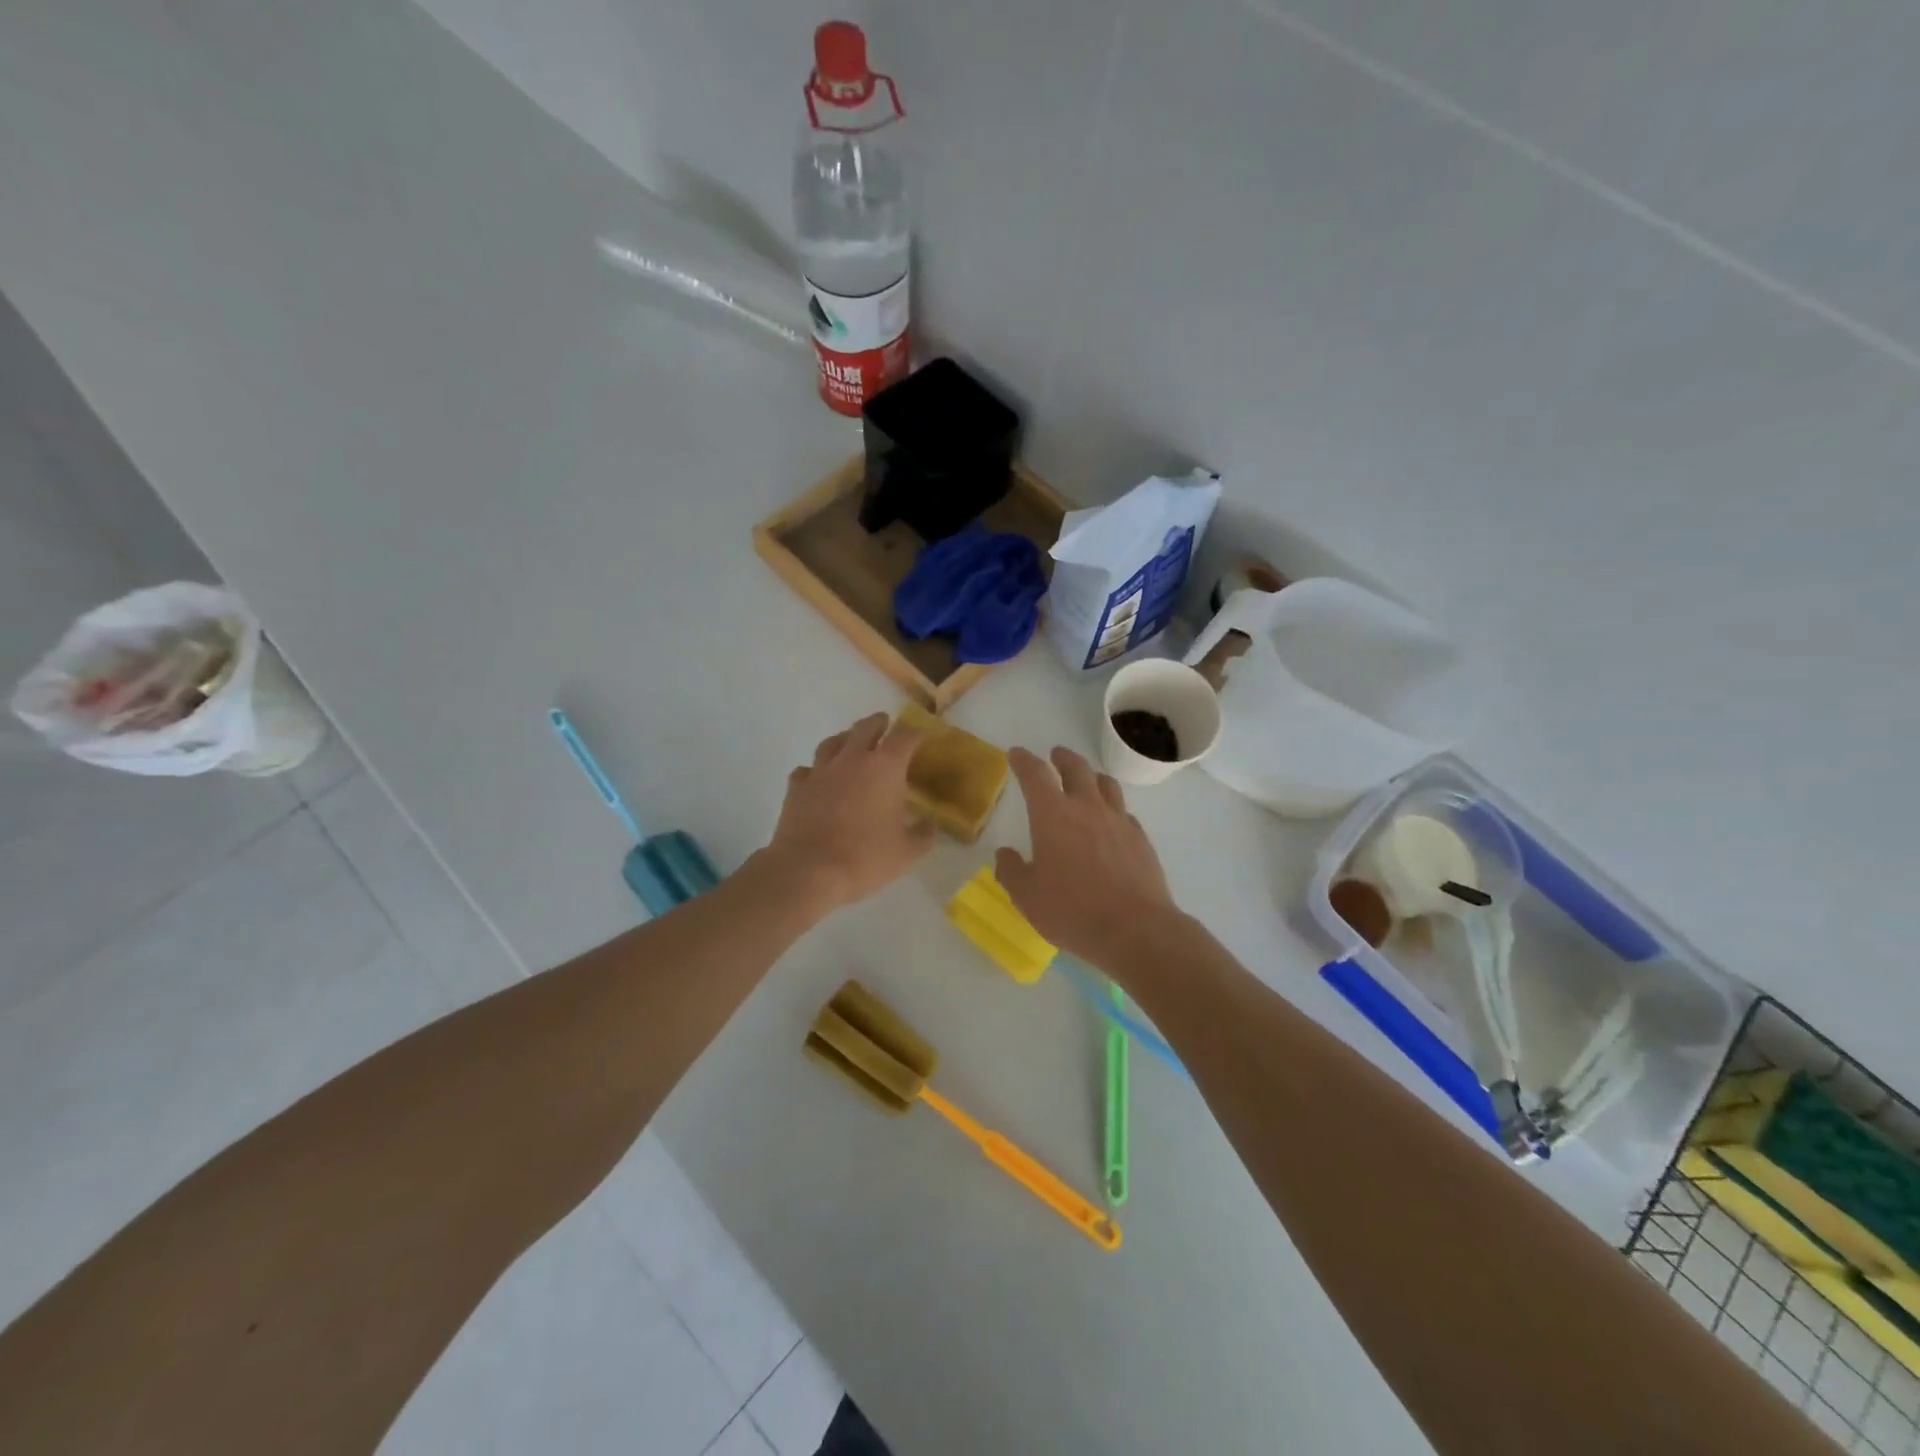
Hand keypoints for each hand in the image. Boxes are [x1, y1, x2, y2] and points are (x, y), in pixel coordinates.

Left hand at [763, 712, 935, 913]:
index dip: (915, 733)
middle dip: (878, 723)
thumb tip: (930, 824)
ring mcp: (821, 771)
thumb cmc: (865, 857)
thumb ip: (923, 834)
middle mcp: (852, 759)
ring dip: (845, 738)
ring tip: (850, 743)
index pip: (904, 736)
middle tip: (885, 724)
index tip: (921, 735)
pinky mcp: (797, 788)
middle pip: (865, 728)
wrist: (808, 870)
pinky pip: (807, 769)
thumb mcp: (907, 852)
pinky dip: (816, 770)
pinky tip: (819, 778)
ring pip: (833, 742)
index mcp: (885, 767)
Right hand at [995, 746, 1179, 971]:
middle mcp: (1086, 808)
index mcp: (1052, 815)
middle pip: (1076, 768)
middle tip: (1055, 755)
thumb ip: (1012, 871)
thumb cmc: (1072, 910)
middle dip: (1062, 758)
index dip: (1023, 760)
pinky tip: (1111, 820)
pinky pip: (1124, 812)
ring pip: (1106, 784)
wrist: (1135, 929)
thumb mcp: (1027, 896)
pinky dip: (1113, 808)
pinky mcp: (1140, 838)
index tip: (1016, 754)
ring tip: (1087, 779)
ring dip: (1092, 776)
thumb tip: (1005, 855)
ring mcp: (1118, 821)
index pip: (1035, 774)